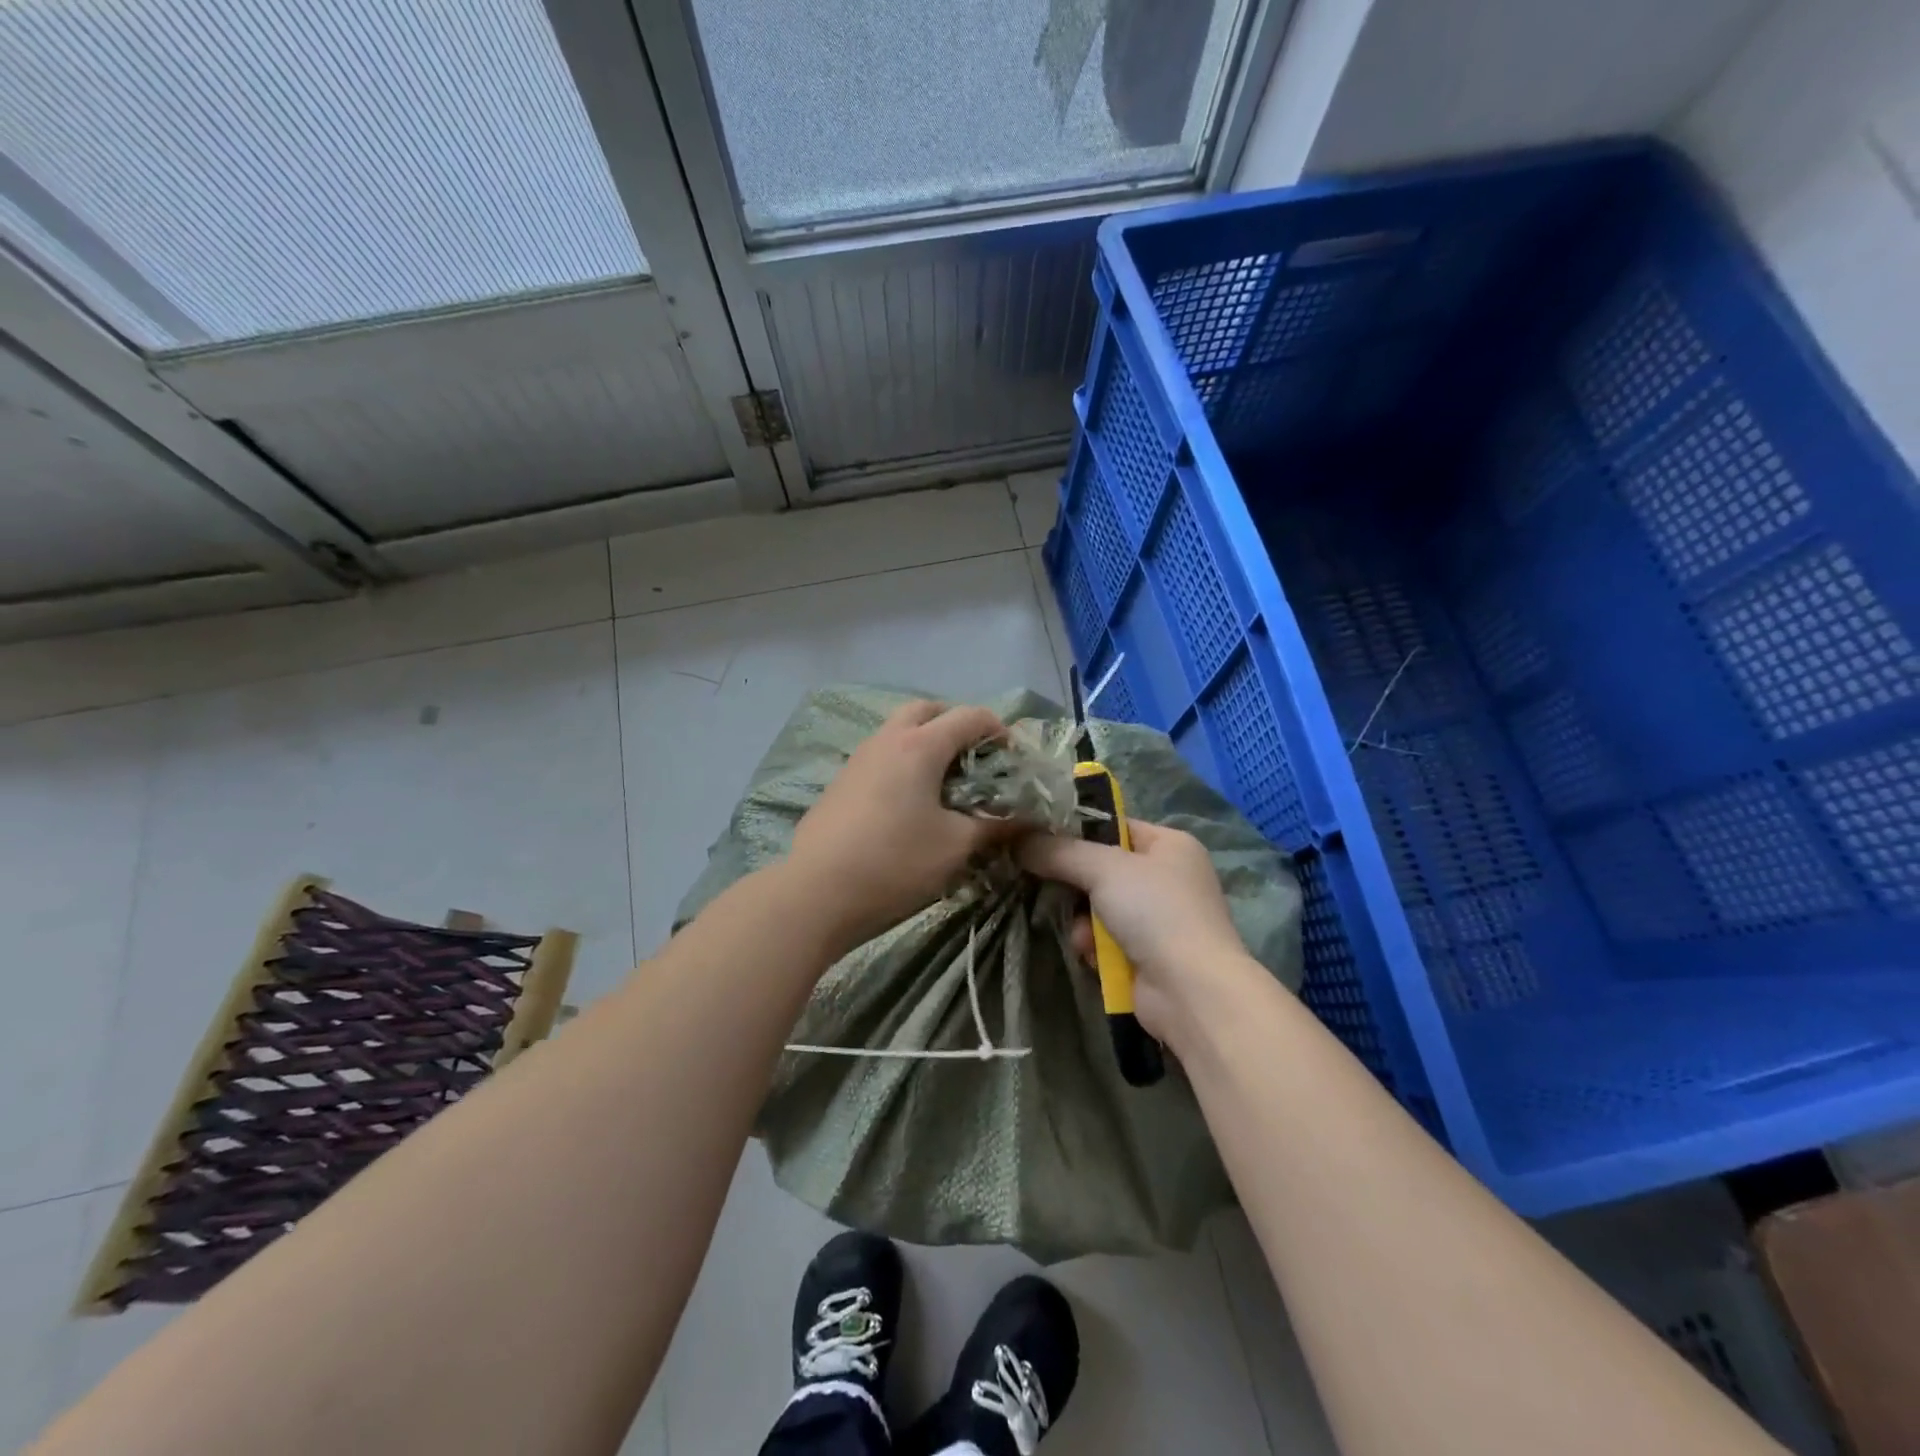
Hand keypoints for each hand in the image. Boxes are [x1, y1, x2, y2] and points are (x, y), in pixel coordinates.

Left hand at [785, 700, 1008, 951]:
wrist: (816, 892)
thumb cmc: (894, 863)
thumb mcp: (956, 847)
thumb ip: (995, 827)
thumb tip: (1026, 821)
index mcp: (919, 746)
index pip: (969, 716)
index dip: (999, 731)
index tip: (1012, 760)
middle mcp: (886, 740)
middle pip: (927, 710)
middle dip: (956, 725)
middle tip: (975, 759)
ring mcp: (858, 759)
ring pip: (898, 731)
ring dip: (926, 743)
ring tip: (944, 783)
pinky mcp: (840, 782)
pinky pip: (880, 756)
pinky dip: (902, 763)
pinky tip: (908, 805)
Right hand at [1019, 820, 1259, 1043]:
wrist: (1191, 991)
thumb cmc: (1155, 912)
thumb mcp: (1103, 868)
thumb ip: (1058, 851)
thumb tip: (1018, 841)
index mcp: (1170, 844)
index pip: (1113, 826)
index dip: (1075, 831)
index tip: (1036, 838)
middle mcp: (1167, 877)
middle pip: (1101, 868)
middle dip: (1074, 884)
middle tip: (1043, 885)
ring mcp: (1159, 918)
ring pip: (1098, 906)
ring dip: (1082, 921)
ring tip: (1080, 934)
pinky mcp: (1148, 954)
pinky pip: (1106, 938)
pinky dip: (1094, 945)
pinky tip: (1090, 954)